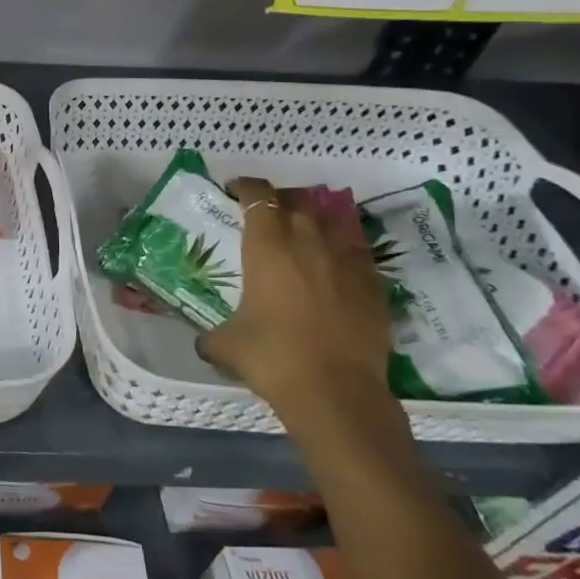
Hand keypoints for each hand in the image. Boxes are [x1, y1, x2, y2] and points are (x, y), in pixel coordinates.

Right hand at [196, 179, 393, 424]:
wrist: (335, 391)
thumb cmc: (271, 357)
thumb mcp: (224, 344)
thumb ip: (211, 334)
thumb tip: (204, 342)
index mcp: (268, 246)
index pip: (258, 196)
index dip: (245, 187)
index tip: (234, 190)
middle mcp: (310, 242)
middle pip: (298, 202)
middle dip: (280, 200)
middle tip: (266, 214)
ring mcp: (347, 262)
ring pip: (333, 223)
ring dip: (315, 221)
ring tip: (303, 235)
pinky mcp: (375, 285)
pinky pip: (357, 254)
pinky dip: (342, 252)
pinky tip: (332, 270)